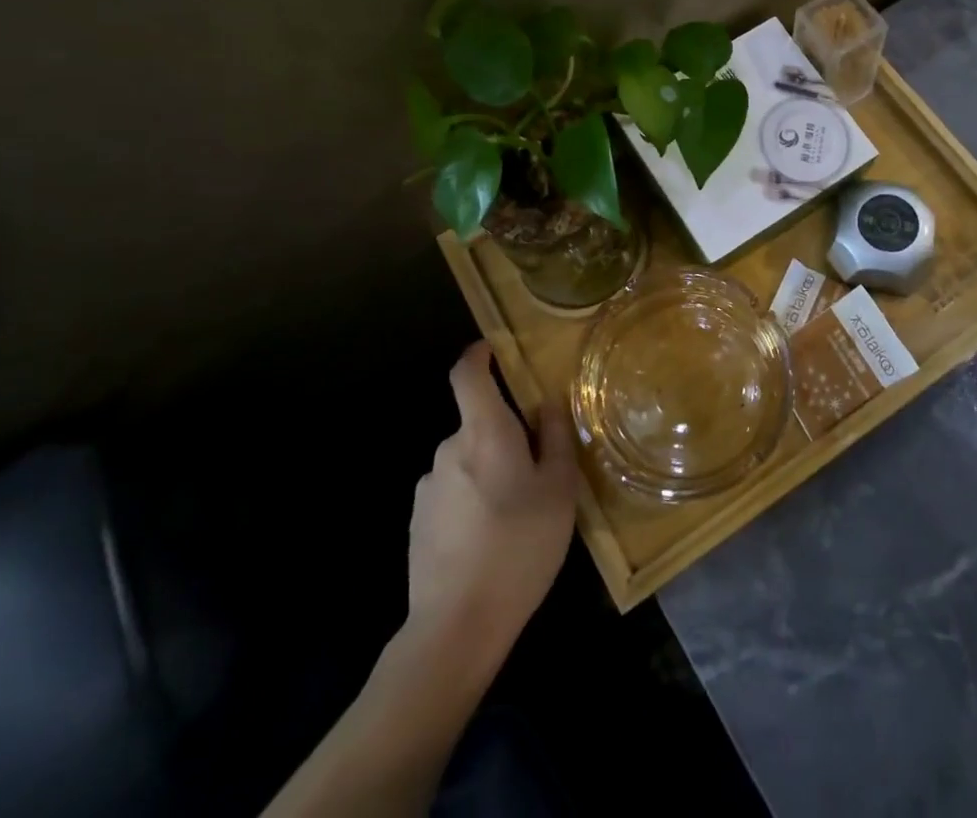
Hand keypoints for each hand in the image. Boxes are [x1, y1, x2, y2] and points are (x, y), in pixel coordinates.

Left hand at [399, 342, 576, 679]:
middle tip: (539, 470)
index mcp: (484, 432)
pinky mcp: (418, 523)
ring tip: (518, 514)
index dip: (479, 355)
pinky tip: (491, 541)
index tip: (494, 351)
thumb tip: (546, 403)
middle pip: (478, 423)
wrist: (456, 627)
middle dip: (505, 435)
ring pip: (467, 461)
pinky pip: (452, 493)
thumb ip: (554, 437)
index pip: (467, 375)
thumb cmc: (519, 545)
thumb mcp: (558, 488)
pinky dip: (472, 501)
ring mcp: (428, 488)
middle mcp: (448, 450)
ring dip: (490, 471)